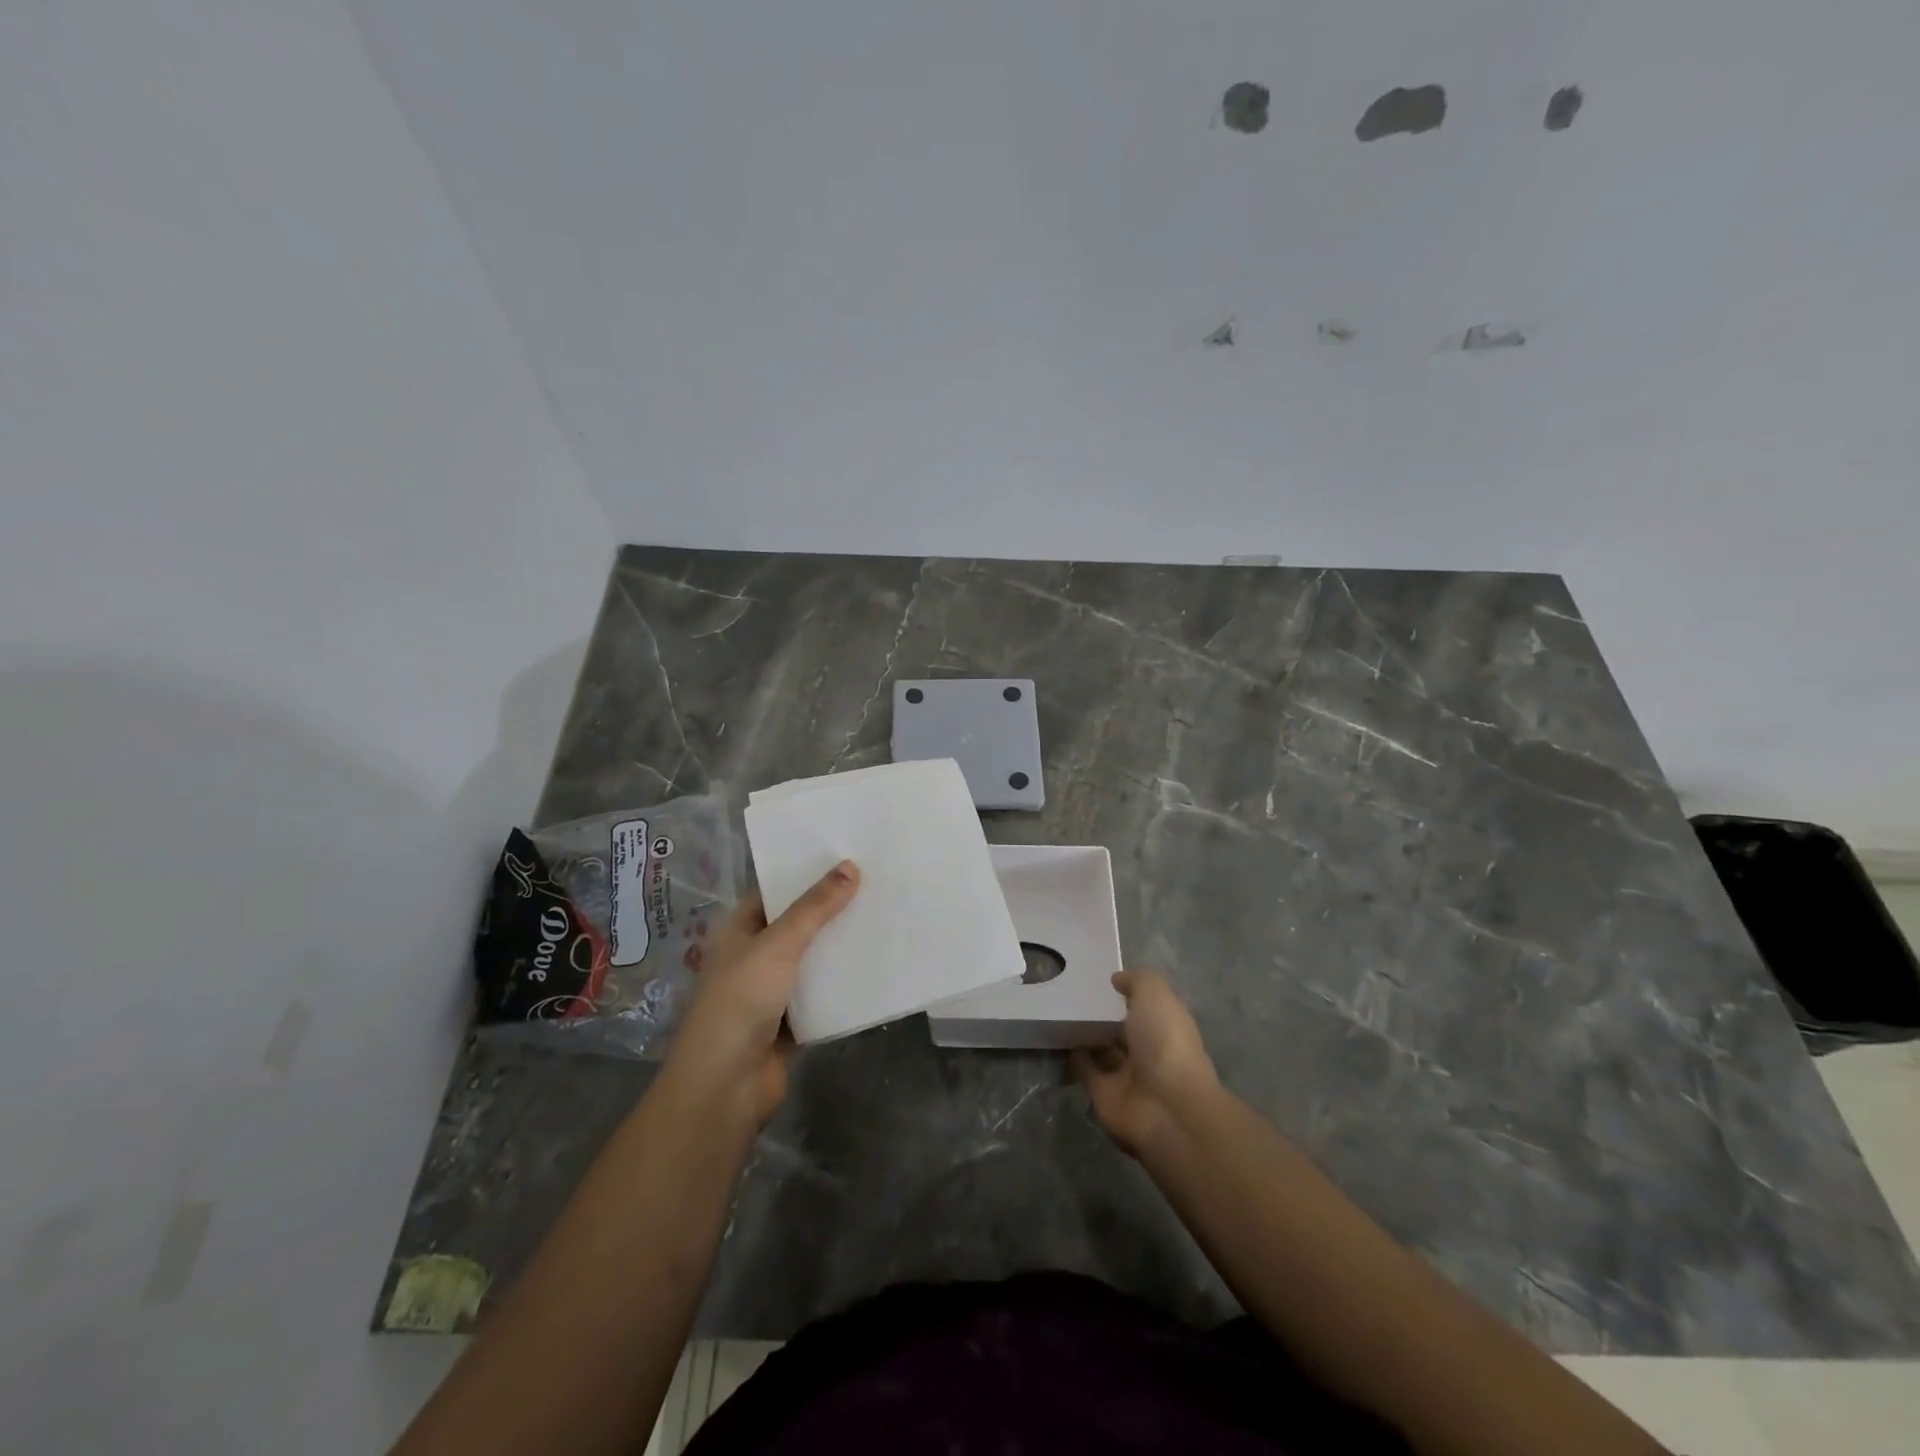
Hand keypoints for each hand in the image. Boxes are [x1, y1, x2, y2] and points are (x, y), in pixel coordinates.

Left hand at [670, 860, 859, 1125]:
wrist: (726, 1086)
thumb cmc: (740, 1002)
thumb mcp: (778, 945)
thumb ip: (814, 908)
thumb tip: (850, 866)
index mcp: (738, 931)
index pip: (774, 892)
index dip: (805, 875)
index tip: (846, 857)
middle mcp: (752, 957)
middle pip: (797, 925)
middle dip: (831, 910)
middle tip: (875, 884)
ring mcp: (771, 992)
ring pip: (812, 960)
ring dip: (839, 947)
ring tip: (882, 918)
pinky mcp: (790, 1023)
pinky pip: (822, 995)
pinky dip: (843, 985)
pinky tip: (876, 967)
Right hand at [1073, 969, 1219, 1158]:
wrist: (1165, 1108)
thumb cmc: (1165, 1043)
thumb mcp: (1156, 996)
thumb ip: (1137, 980)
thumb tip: (1117, 980)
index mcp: (1166, 1026)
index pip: (1146, 1005)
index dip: (1127, 991)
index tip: (1101, 976)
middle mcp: (1148, 1050)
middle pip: (1122, 1027)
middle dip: (1103, 1013)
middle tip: (1072, 990)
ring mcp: (1126, 1074)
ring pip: (1102, 1049)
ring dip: (1086, 1034)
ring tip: (1060, 1010)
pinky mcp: (1104, 1094)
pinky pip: (1086, 1070)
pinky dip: (1074, 1056)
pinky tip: (1058, 1036)